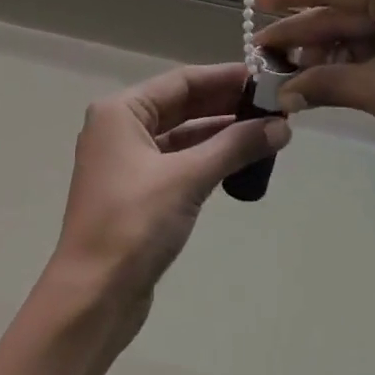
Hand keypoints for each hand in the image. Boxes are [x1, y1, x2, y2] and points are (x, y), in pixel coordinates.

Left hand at [51, 64, 290, 334]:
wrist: (93, 297)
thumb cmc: (134, 224)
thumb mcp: (187, 178)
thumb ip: (234, 147)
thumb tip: (281, 126)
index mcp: (120, 111)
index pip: (181, 81)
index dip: (224, 77)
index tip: (265, 77)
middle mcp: (120, 128)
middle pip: (181, 105)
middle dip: (226, 104)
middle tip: (273, 104)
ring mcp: (127, 161)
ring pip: (182, 134)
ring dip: (220, 133)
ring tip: (267, 130)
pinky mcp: (137, 192)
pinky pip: (179, 161)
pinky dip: (208, 158)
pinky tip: (240, 160)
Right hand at [257, 0, 374, 189]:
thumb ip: (329, 83)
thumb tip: (283, 92)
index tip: (257, 0)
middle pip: (350, 7)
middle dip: (308, 32)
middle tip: (266, 53)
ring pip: (367, 23)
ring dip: (331, 48)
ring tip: (292, 71)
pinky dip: (359, 54)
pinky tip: (329, 72)